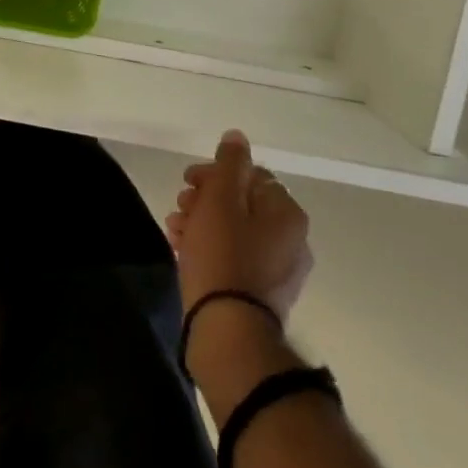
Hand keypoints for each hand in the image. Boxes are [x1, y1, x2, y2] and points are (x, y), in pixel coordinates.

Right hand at [168, 130, 312, 324]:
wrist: (229, 330)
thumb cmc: (223, 255)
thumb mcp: (220, 199)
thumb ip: (229, 164)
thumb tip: (237, 136)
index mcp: (287, 214)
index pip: (251, 175)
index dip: (215, 173)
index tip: (187, 182)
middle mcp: (292, 240)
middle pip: (242, 203)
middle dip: (205, 199)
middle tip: (180, 207)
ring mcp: (279, 270)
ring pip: (235, 231)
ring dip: (202, 223)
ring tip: (175, 231)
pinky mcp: (262, 294)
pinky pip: (235, 257)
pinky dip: (210, 248)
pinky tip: (184, 251)